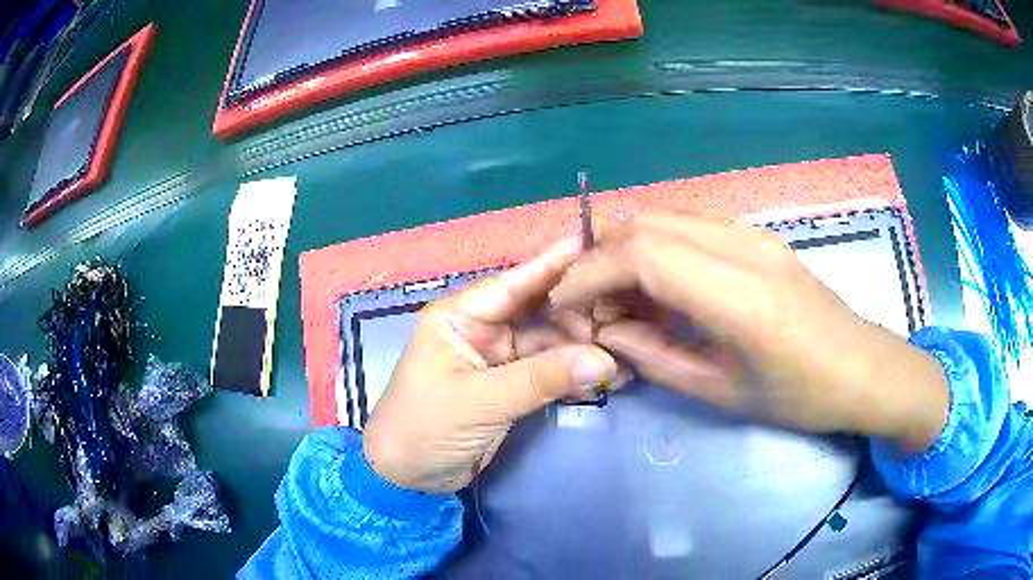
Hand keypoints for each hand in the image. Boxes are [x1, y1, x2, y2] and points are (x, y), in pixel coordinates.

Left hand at [362, 240, 620, 492]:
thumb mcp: (480, 401)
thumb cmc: (426, 427)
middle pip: (537, 311)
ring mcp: (496, 359)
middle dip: (578, 314)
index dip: (553, 264)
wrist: (407, 477)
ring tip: (625, 349)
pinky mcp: (508, 387)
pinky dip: (572, 376)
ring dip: (581, 349)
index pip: (513, 283)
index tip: (594, 245)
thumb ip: (541, 378)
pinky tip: (605, 377)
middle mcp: (480, 329)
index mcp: (459, 316)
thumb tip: (603, 359)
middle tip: (624, 313)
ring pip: (547, 343)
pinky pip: (546, 372)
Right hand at [549, 213, 948, 453]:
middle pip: (645, 222)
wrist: (862, 367)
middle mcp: (745, 248)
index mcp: (741, 298)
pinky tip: (658, 283)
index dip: (590, 273)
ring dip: (627, 248)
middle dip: (600, 257)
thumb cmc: (799, 396)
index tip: (565, 304)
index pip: (643, 254)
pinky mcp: (757, 234)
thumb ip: (654, 357)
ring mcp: (753, 233)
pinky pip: (689, 224)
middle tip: (589, 302)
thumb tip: (607, 330)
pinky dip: (657, 245)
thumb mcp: (721, 392)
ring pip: (664, 215)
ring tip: (619, 295)